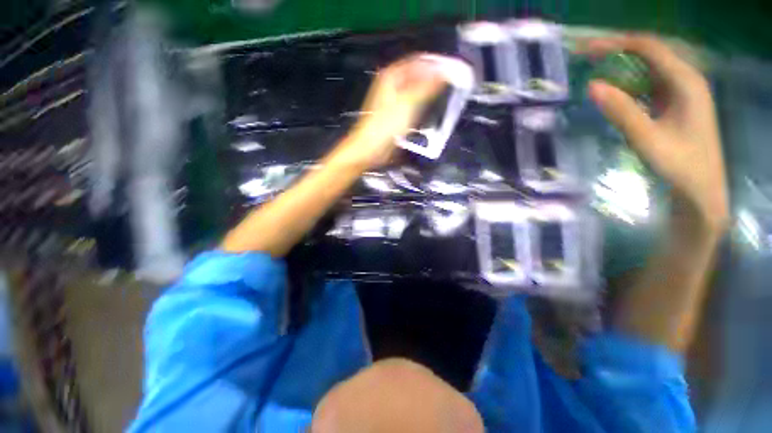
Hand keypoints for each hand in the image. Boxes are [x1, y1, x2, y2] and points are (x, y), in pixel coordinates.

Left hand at [328, 54, 445, 170]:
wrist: (370, 149)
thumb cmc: (386, 126)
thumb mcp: (408, 103)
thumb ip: (428, 86)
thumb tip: (448, 71)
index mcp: (393, 75)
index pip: (420, 61)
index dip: (437, 64)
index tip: (455, 70)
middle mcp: (392, 84)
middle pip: (419, 75)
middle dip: (435, 78)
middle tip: (454, 84)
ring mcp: (393, 100)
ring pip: (417, 90)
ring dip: (430, 92)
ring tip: (447, 96)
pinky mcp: (395, 114)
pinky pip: (414, 104)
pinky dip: (424, 105)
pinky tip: (432, 110)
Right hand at [585, 35, 728, 231]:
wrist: (701, 189)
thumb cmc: (679, 165)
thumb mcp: (647, 138)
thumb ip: (621, 110)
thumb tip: (593, 85)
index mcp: (686, 82)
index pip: (649, 48)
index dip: (617, 44)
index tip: (586, 50)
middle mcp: (686, 79)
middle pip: (649, 53)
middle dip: (617, 50)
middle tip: (585, 56)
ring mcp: (682, 91)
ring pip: (649, 67)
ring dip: (622, 65)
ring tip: (594, 68)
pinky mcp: (676, 103)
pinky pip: (650, 83)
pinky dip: (629, 81)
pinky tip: (614, 89)